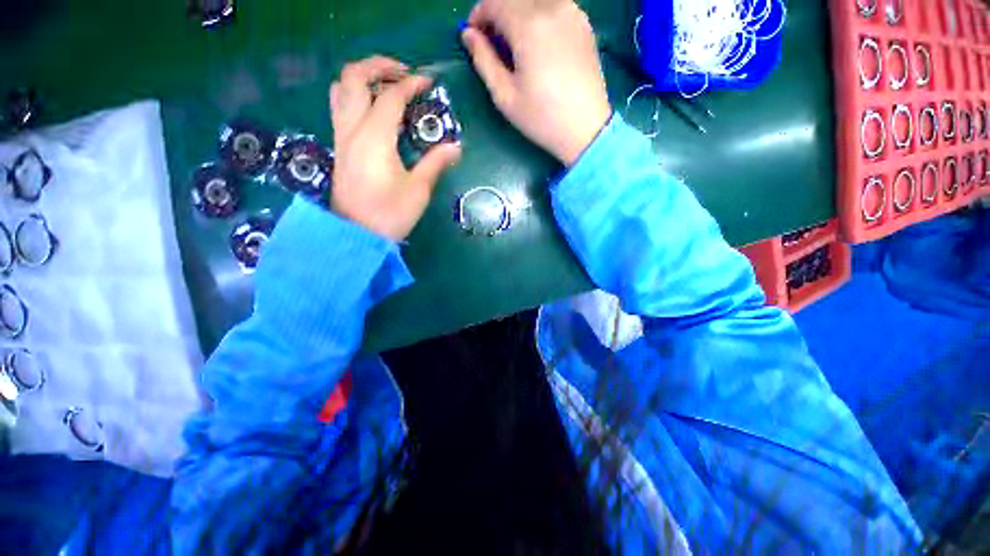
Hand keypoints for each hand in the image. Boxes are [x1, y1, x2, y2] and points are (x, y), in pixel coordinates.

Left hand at [330, 56, 461, 240]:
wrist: (357, 235)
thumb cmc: (390, 214)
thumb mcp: (418, 190)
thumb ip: (435, 163)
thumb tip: (455, 147)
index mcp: (374, 137)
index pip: (391, 96)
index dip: (411, 85)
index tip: (428, 83)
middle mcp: (352, 129)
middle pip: (354, 77)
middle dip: (379, 66)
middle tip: (403, 73)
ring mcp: (341, 137)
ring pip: (341, 89)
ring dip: (362, 78)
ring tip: (386, 86)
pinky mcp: (339, 148)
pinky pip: (340, 107)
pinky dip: (355, 95)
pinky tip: (373, 109)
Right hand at [461, 0, 611, 165]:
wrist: (586, 128)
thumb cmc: (542, 118)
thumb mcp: (505, 96)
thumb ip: (484, 60)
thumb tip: (468, 35)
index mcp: (529, 26)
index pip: (494, 1)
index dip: (478, 15)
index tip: (473, 35)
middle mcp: (553, 8)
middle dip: (497, 14)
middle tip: (492, 42)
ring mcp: (573, 12)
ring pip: (535, 0)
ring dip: (518, 13)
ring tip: (515, 44)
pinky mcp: (584, 23)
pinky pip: (554, 6)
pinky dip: (538, 16)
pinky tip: (537, 43)